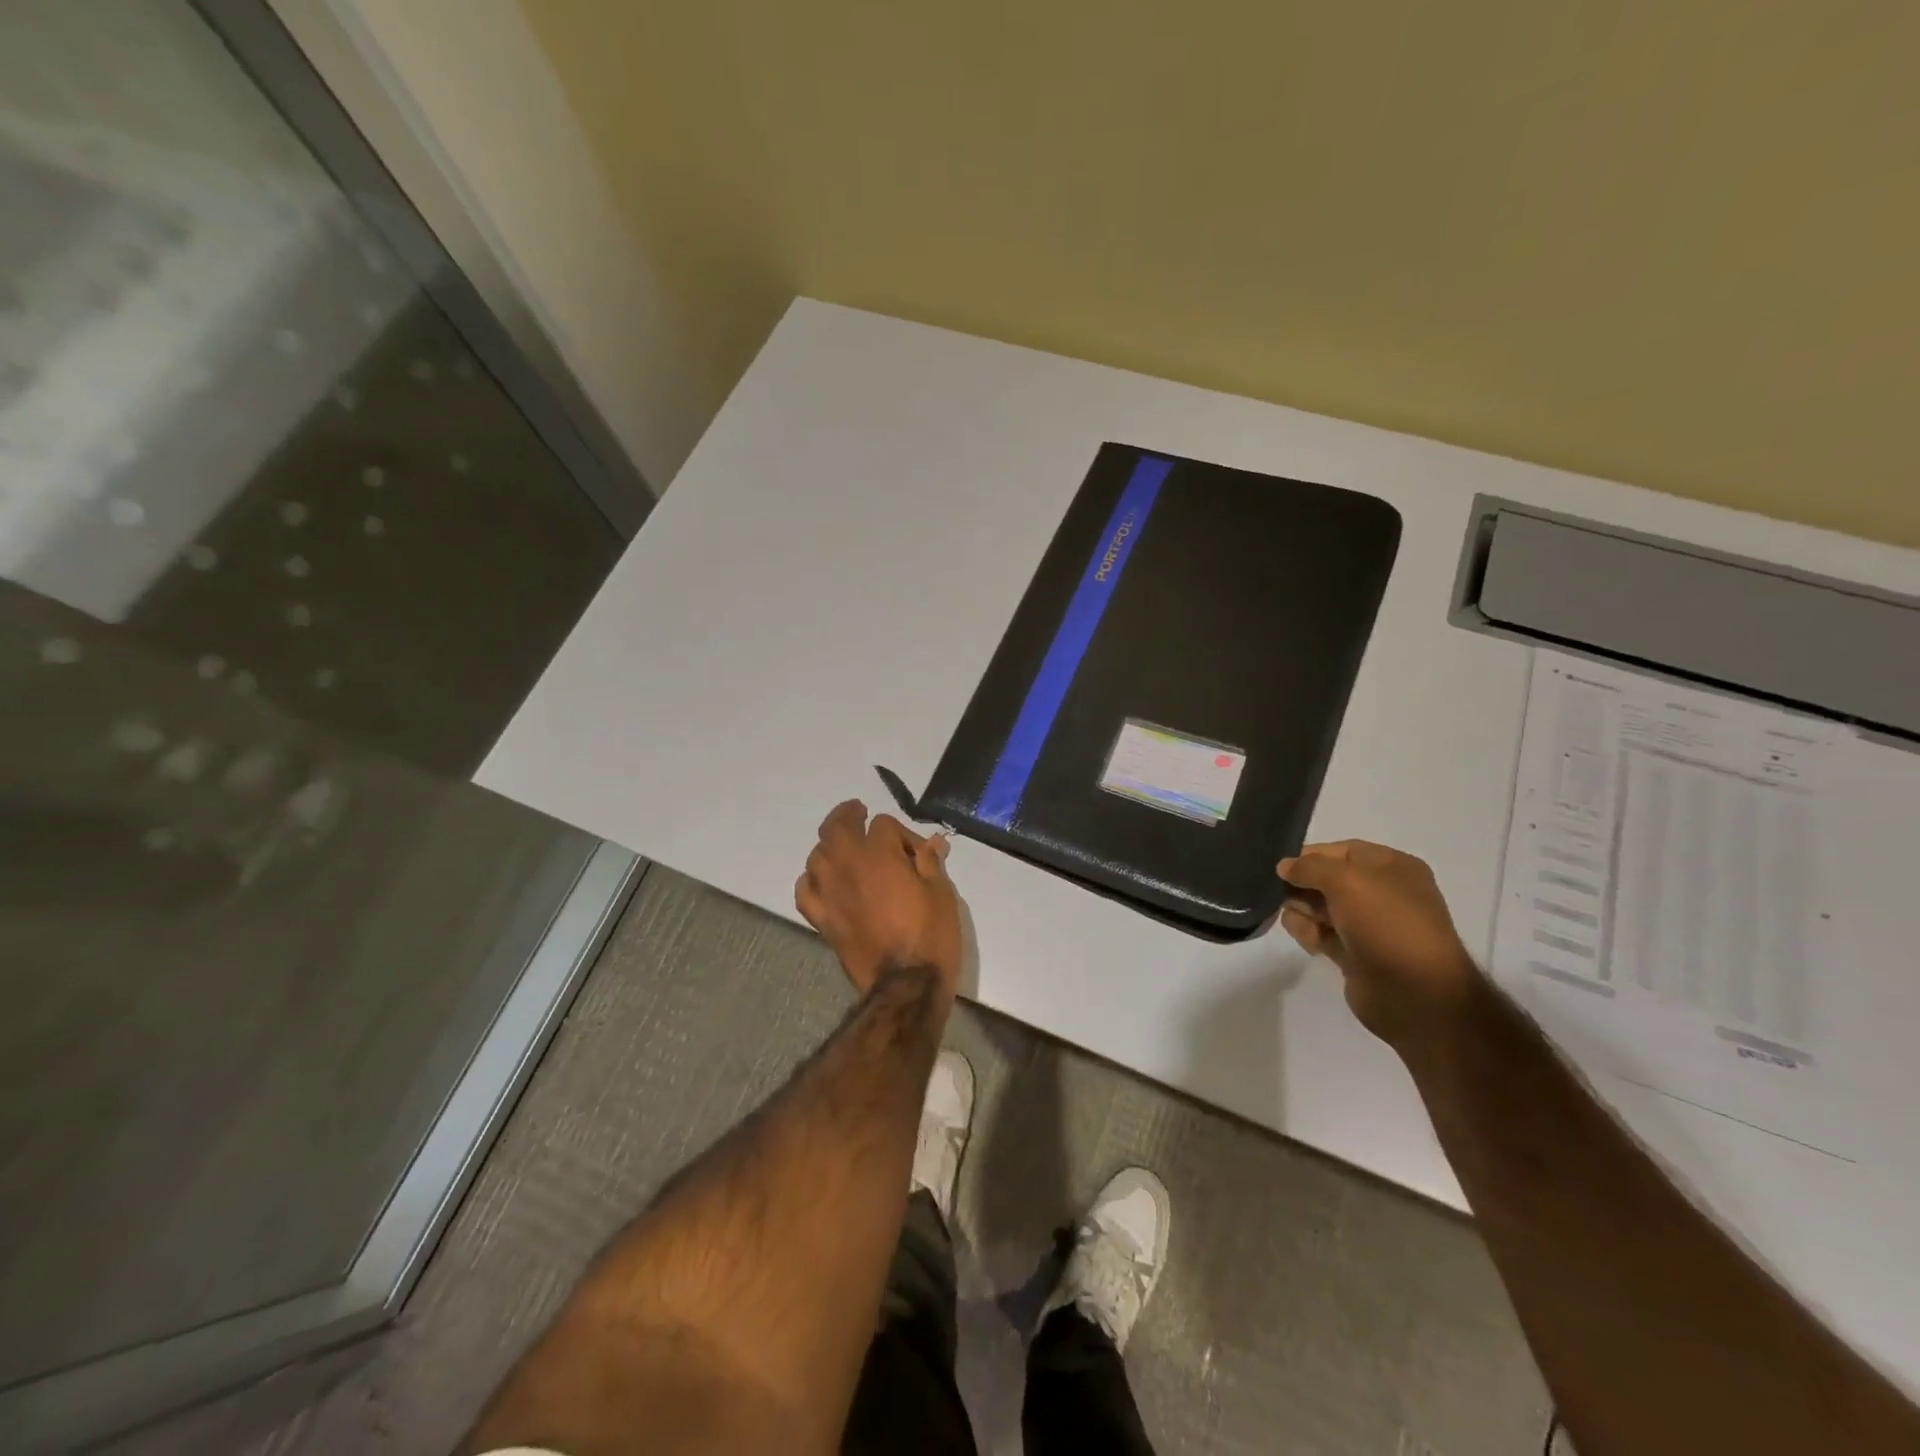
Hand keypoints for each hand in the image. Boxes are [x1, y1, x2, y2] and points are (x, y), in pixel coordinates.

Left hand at [795, 800, 962, 1000]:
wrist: (906, 984)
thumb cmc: (930, 934)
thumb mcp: (941, 892)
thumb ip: (931, 862)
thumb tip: (933, 842)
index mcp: (878, 854)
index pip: (883, 824)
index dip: (903, 834)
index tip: (919, 852)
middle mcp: (847, 866)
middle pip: (837, 827)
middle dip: (849, 815)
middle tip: (858, 813)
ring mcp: (829, 892)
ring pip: (817, 855)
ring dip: (830, 846)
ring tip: (844, 848)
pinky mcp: (822, 918)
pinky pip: (805, 890)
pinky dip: (811, 880)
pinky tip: (822, 881)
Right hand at [1277, 841, 1483, 1049]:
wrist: (1415, 993)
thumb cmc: (1386, 923)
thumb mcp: (1345, 880)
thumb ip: (1309, 866)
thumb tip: (1284, 866)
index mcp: (1393, 868)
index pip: (1342, 851)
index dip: (1310, 855)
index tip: (1281, 866)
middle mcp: (1382, 893)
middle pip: (1326, 879)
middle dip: (1303, 886)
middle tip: (1286, 896)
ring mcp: (1368, 925)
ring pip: (1318, 907)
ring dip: (1302, 911)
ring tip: (1305, 924)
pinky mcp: (1353, 953)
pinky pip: (1320, 933)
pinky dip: (1309, 934)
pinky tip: (1312, 942)